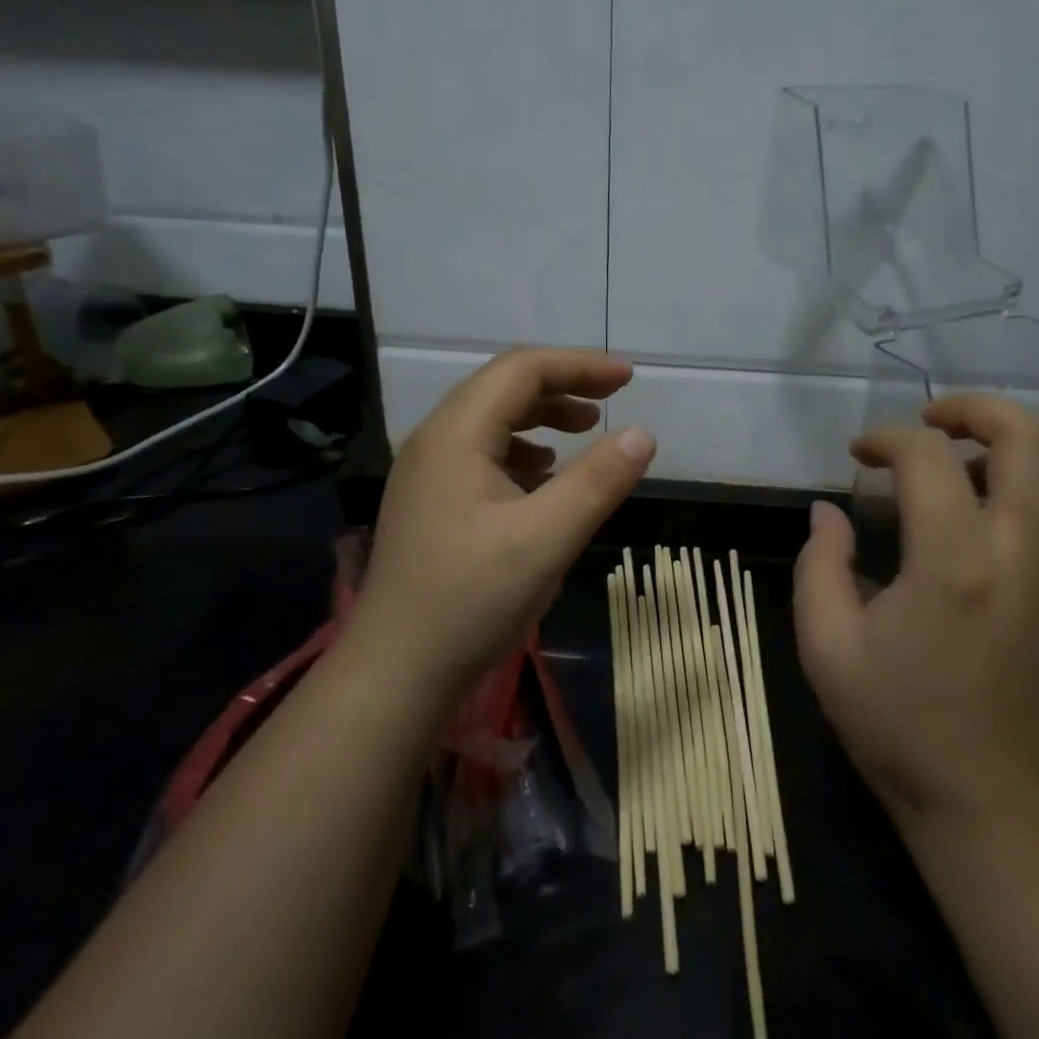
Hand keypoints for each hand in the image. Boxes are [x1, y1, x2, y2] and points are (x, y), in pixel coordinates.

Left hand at [345, 347, 655, 706]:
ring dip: (542, 417)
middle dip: (562, 386)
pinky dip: (523, 450)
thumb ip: (598, 481)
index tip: (628, 379)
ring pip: (492, 421)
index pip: (521, 370)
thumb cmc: (471, 599)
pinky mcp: (431, 502)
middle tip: (612, 399)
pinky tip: (545, 477)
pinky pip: (482, 453)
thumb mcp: (547, 538)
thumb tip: (642, 435)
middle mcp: (435, 441)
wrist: (396, 672)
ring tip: (584, 432)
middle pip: (503, 388)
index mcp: (456, 434)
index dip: (579, 365)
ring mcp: (427, 473)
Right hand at [794, 394, 1038, 838]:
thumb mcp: (828, 650)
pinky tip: (1011, 524)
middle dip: (974, 409)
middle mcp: (1028, 554)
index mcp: (953, 564)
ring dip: (1014, 452)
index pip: (926, 456)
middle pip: (1027, 435)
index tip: (861, 455)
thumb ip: (820, 565)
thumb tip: (828, 511)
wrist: (1000, 811)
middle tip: (934, 422)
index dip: (885, 439)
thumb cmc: (901, 729)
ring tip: (971, 474)